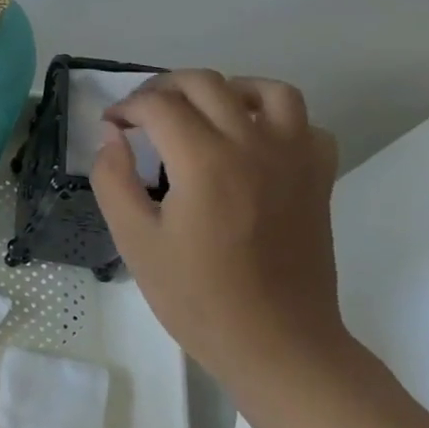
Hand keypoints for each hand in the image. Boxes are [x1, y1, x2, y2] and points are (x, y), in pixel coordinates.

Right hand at [89, 70, 344, 386]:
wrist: (277, 343)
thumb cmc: (196, 297)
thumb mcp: (134, 241)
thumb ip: (113, 179)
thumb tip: (112, 136)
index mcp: (205, 161)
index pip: (158, 105)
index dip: (126, 107)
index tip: (110, 126)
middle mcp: (254, 145)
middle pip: (206, 83)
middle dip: (163, 88)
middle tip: (141, 114)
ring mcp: (294, 159)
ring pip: (266, 89)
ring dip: (225, 90)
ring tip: (200, 113)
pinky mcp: (317, 179)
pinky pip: (304, 124)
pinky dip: (275, 119)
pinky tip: (249, 142)